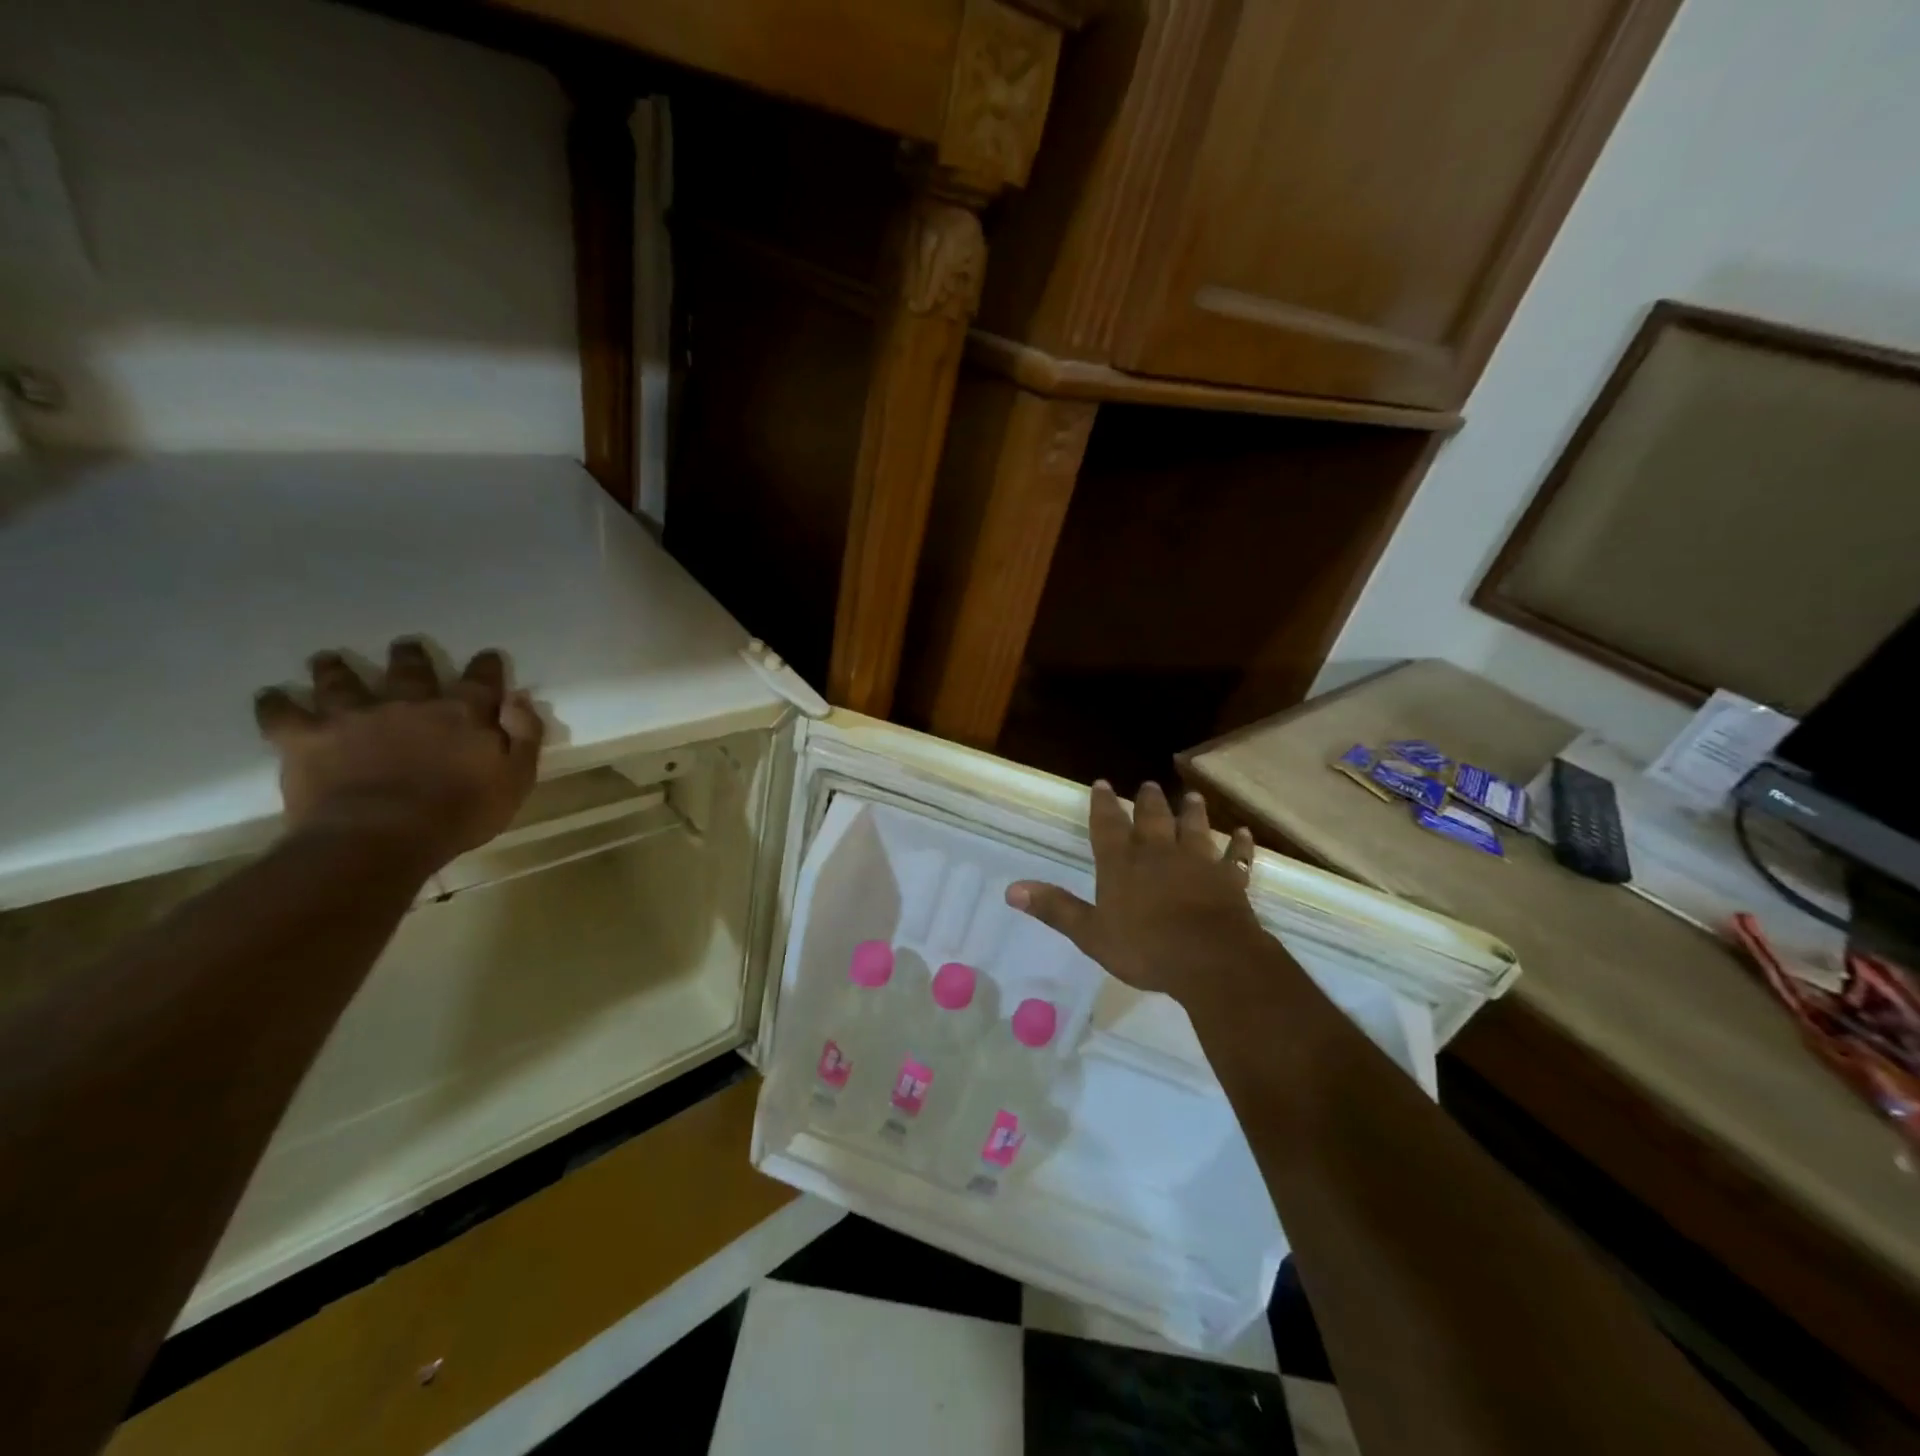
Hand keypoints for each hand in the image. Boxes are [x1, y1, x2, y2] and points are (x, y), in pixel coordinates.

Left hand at [254, 640, 543, 868]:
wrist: (381, 837)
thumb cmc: (460, 813)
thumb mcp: (515, 778)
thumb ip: (523, 735)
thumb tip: (517, 698)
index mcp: (463, 713)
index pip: (481, 680)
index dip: (486, 667)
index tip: (487, 657)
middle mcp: (408, 704)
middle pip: (410, 670)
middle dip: (410, 656)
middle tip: (405, 645)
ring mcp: (354, 717)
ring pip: (343, 682)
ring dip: (337, 669)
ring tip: (329, 659)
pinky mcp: (308, 738)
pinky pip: (283, 714)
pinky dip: (276, 704)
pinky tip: (271, 697)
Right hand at [1006, 781, 1266, 999]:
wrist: (1210, 959)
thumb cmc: (1145, 948)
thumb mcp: (1090, 933)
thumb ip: (1055, 909)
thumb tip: (1011, 889)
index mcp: (1123, 864)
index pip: (1108, 825)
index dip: (1102, 804)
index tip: (1101, 783)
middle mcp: (1159, 853)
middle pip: (1153, 818)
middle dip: (1148, 801)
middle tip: (1148, 785)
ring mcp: (1198, 863)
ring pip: (1195, 828)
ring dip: (1193, 812)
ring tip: (1191, 796)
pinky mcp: (1229, 880)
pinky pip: (1236, 857)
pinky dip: (1239, 845)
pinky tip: (1242, 833)